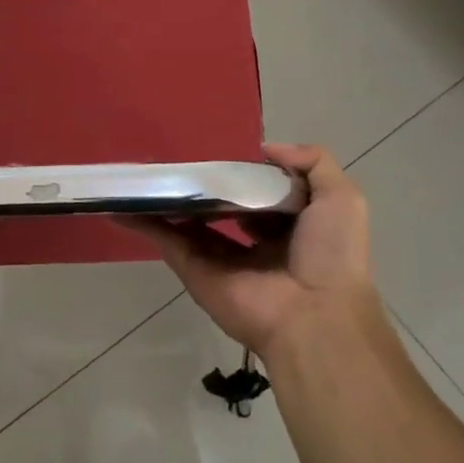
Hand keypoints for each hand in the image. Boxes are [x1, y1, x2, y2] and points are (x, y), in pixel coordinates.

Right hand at [134, 143, 375, 359]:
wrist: (314, 313)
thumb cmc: (330, 253)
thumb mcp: (341, 197)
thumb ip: (312, 162)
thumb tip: (266, 149)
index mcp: (290, 227)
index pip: (262, 194)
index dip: (246, 174)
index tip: (224, 152)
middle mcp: (255, 243)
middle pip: (223, 207)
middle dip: (204, 186)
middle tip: (180, 158)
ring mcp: (222, 258)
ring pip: (189, 222)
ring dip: (168, 200)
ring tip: (143, 172)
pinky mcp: (196, 271)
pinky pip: (167, 241)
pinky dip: (144, 223)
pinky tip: (122, 204)